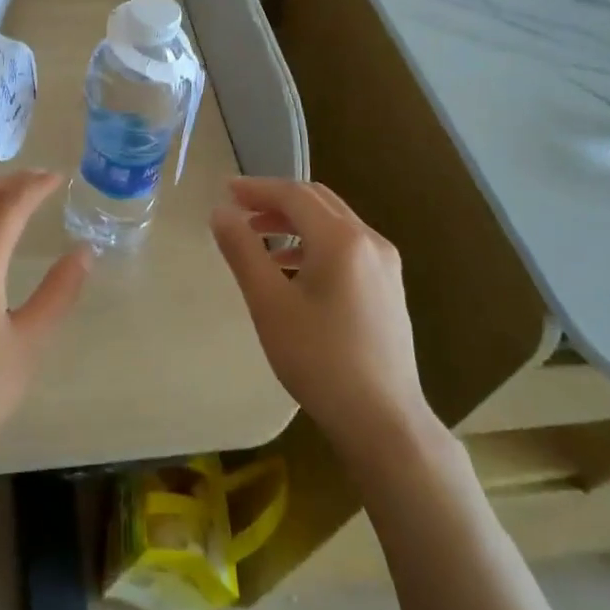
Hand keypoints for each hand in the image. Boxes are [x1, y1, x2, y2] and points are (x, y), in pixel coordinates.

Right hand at [210, 178, 429, 442]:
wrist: (383, 420)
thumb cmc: (319, 360)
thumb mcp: (269, 303)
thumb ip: (243, 250)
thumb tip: (221, 212)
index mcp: (341, 239)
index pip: (294, 195)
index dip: (257, 188)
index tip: (225, 190)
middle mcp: (369, 240)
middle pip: (317, 202)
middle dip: (276, 200)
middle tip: (239, 209)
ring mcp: (385, 264)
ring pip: (334, 223)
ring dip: (294, 222)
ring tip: (258, 238)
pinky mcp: (389, 287)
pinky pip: (347, 246)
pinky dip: (314, 242)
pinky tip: (292, 269)